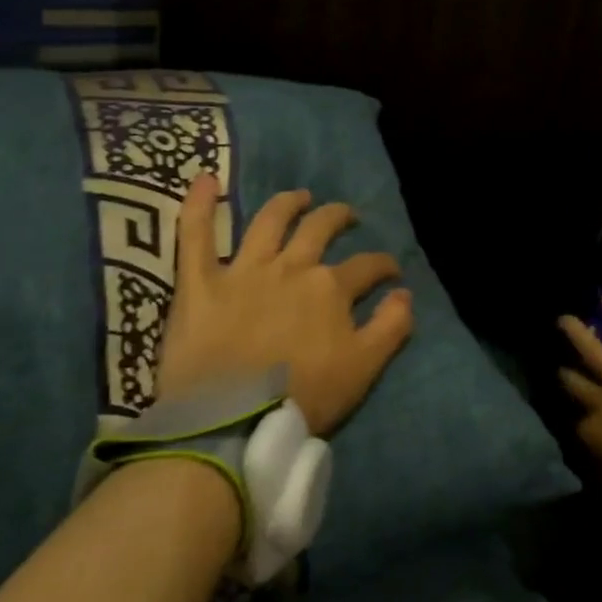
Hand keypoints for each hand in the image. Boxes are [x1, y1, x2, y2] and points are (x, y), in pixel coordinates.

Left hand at [156, 174, 413, 435]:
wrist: (230, 423)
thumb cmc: (302, 397)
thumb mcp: (363, 368)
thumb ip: (391, 327)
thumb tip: (406, 294)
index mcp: (330, 288)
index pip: (367, 266)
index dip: (383, 265)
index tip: (391, 273)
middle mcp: (292, 267)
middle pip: (320, 228)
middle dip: (338, 217)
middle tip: (345, 216)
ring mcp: (244, 271)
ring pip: (270, 221)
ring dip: (288, 203)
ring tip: (299, 197)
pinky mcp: (201, 283)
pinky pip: (196, 235)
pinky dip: (198, 206)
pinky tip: (203, 179)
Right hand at [559, 298, 601, 499]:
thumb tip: (594, 466)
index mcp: (591, 436)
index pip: (576, 424)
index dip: (578, 420)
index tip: (579, 417)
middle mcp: (599, 402)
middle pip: (574, 384)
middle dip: (566, 374)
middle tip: (560, 365)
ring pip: (593, 351)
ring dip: (578, 334)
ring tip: (564, 319)